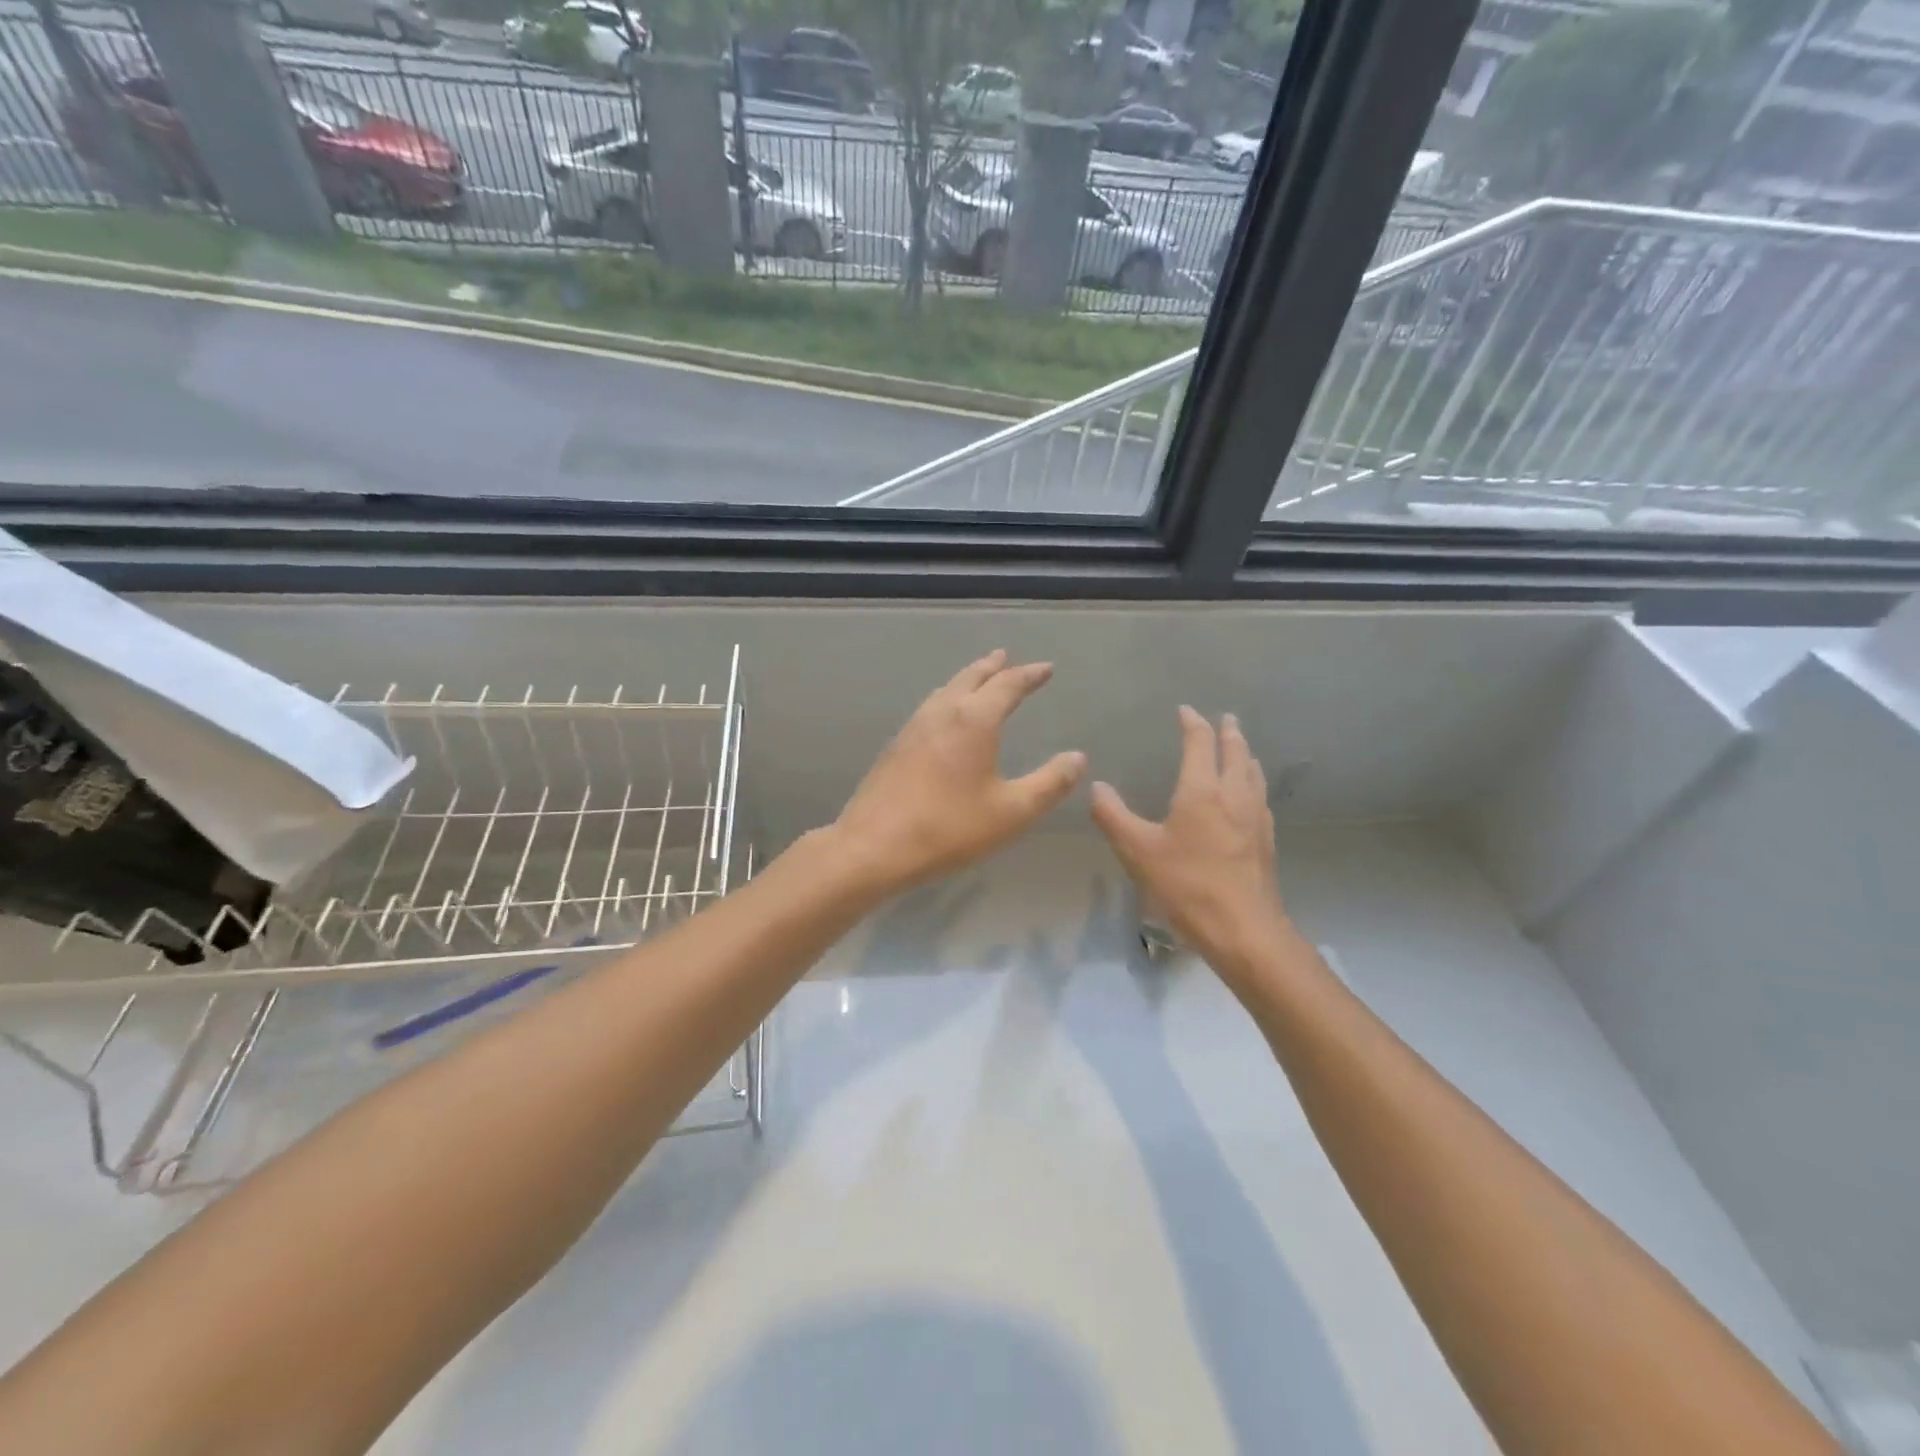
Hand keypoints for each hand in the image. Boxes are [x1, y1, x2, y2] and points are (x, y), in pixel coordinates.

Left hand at [832, 650, 1086, 896]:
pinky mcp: (896, 746)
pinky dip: (947, 699)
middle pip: (970, 678)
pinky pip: (929, 708)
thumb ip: (1049, 783)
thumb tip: (1077, 758)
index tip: (1046, 669)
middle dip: (992, 667)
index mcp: (974, 720)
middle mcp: (942, 713)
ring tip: (977, 678)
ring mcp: (913, 727)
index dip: (1030, 675)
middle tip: (1005, 657)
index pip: (1007, 686)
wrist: (873, 846)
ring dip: (966, 679)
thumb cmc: (949, 828)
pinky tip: (943, 717)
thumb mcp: (1012, 812)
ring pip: (945, 690)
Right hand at [1089, 707, 1290, 979]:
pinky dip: (1253, 782)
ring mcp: (1256, 818)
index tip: (1185, 711)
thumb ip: (1113, 816)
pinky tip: (1249, 797)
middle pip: (1236, 752)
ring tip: (1240, 749)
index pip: (1200, 743)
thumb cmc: (1186, 885)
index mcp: (1202, 790)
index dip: (1193, 723)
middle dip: (1228, 732)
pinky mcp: (1266, 841)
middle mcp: (1234, 795)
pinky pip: (1260, 797)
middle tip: (1225, 719)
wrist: (1243, 930)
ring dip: (1245, 754)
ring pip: (1253, 773)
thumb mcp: (1137, 851)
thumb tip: (1096, 786)